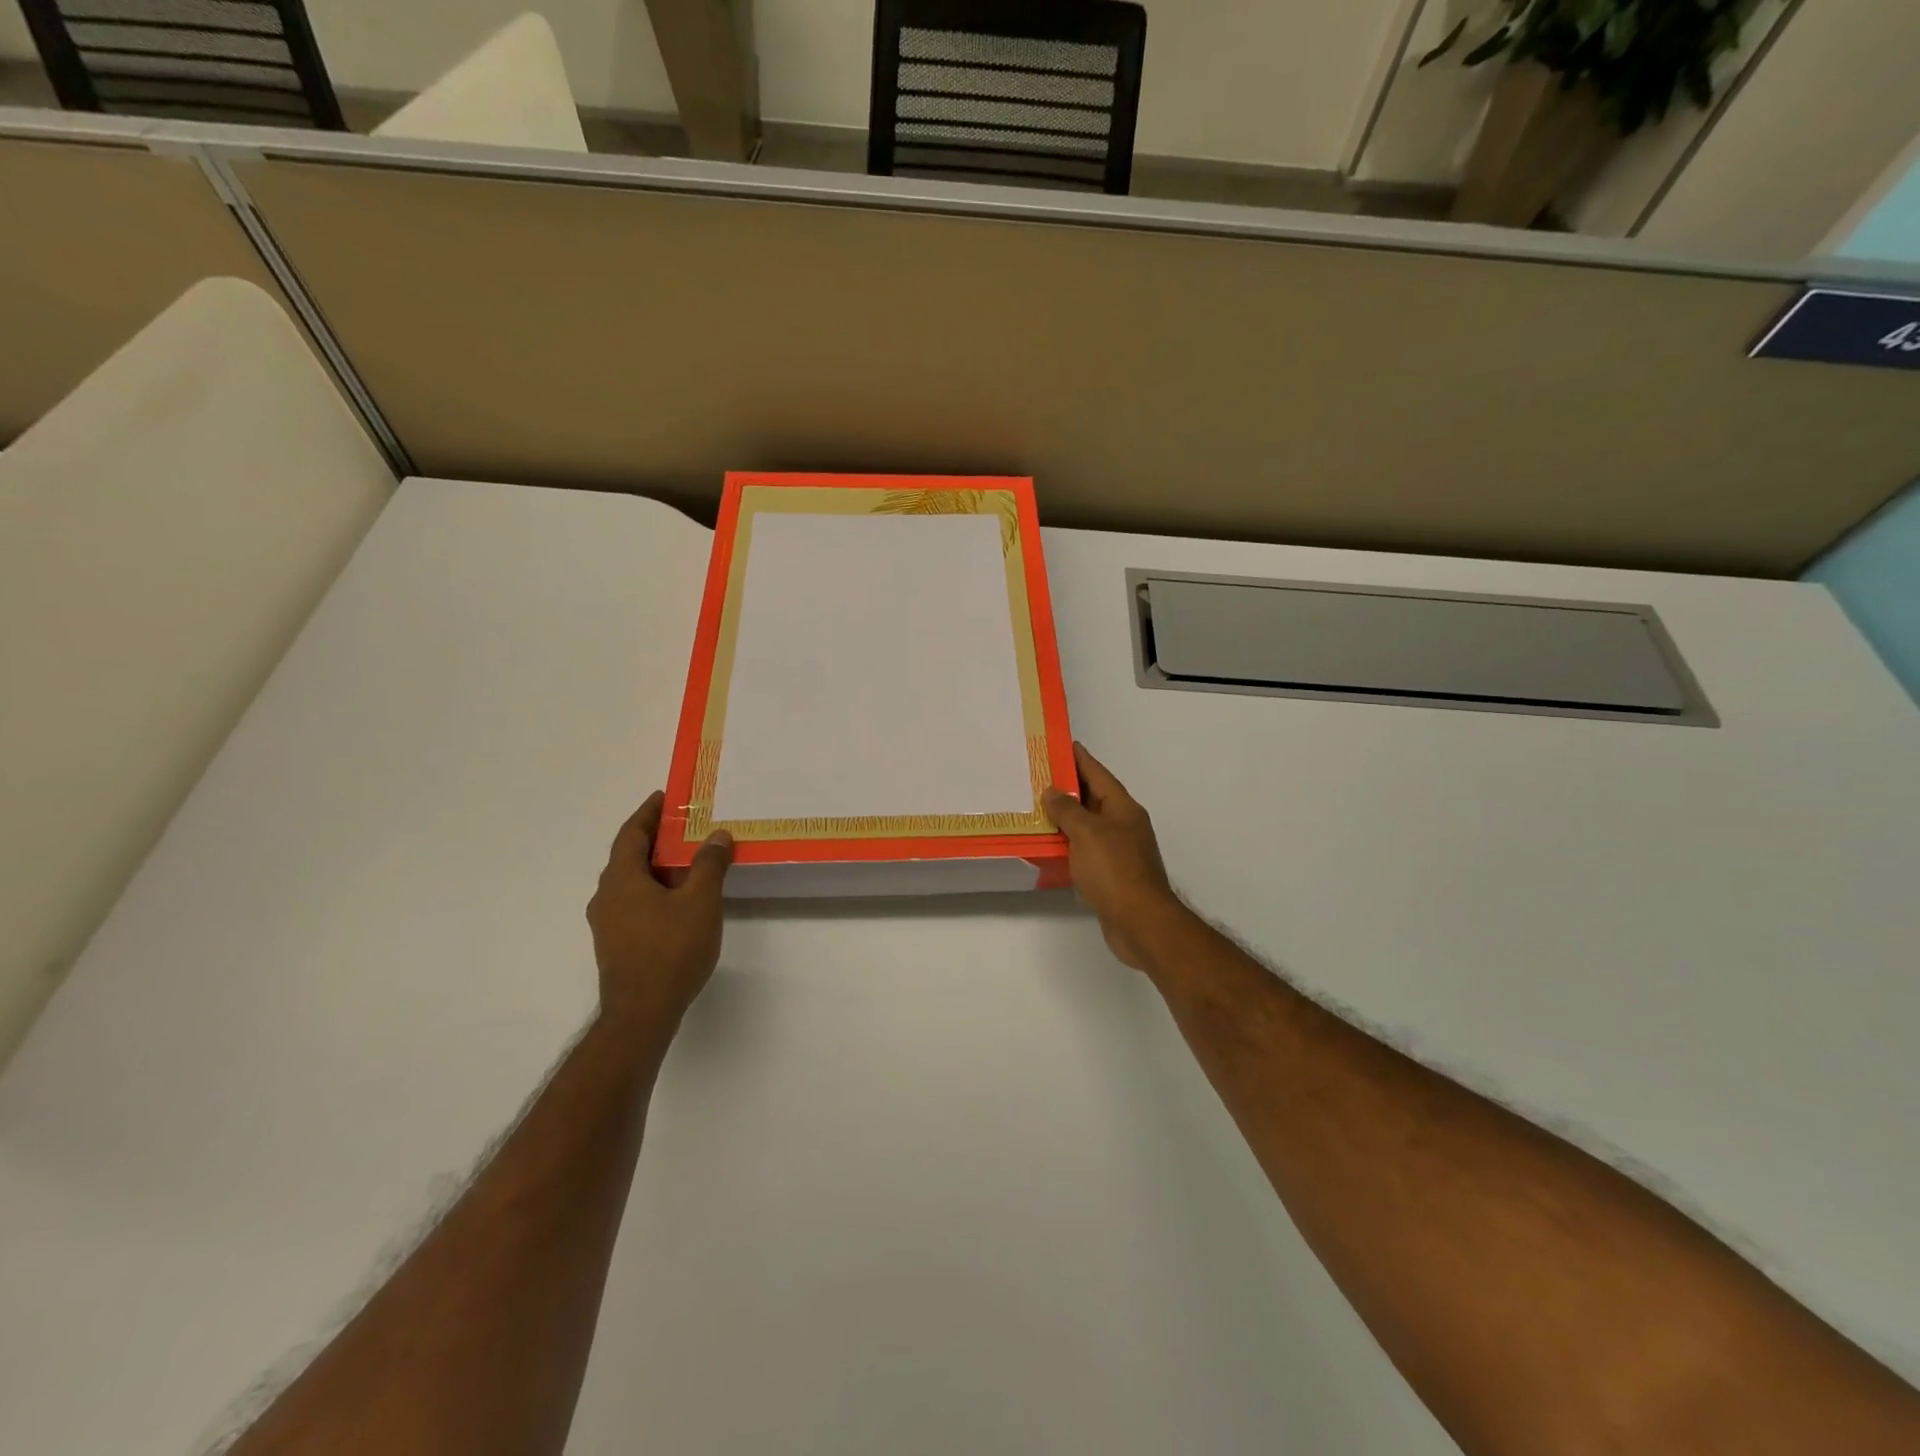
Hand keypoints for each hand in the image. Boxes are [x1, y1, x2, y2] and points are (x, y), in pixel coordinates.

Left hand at [587, 792, 733, 1033]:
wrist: (642, 1013)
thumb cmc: (671, 950)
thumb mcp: (700, 901)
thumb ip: (708, 865)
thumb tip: (717, 835)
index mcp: (621, 879)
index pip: (631, 834)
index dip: (648, 813)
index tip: (664, 797)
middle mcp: (607, 896)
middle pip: (629, 856)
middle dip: (656, 838)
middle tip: (685, 825)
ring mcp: (608, 922)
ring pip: (632, 882)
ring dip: (657, 866)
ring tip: (688, 859)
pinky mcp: (617, 943)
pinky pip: (635, 902)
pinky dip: (655, 889)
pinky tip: (679, 899)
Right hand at [1042, 743, 1189, 971]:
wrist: (1139, 922)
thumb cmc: (1114, 870)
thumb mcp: (1086, 833)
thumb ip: (1068, 810)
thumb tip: (1053, 791)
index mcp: (1123, 808)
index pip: (1098, 773)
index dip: (1078, 758)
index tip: (1059, 744)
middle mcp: (1123, 825)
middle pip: (1093, 798)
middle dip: (1067, 787)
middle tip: (1036, 775)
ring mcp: (1118, 850)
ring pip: (1087, 825)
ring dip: (1064, 817)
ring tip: (1035, 807)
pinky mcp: (1110, 874)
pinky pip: (1085, 849)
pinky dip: (1067, 843)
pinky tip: (1048, 844)